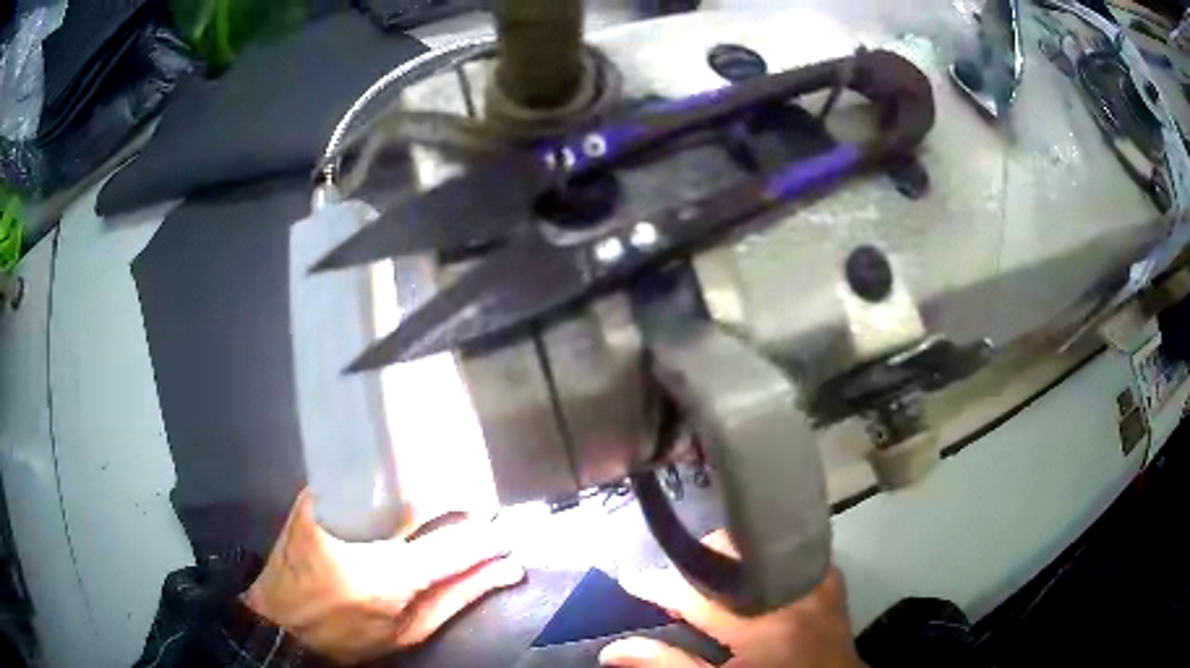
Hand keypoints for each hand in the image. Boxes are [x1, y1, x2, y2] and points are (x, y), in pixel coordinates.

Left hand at [243, 490, 524, 664]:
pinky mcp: (311, 495)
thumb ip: (457, 598)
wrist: (280, 621)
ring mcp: (329, 507)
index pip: (455, 545)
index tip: (506, 534)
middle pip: (423, 498)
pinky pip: (359, 477)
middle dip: (455, 502)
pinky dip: (384, 483)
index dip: (488, 537)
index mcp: (388, 577)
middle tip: (470, 513)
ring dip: (420, 489)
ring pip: (391, 481)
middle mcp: (360, 535)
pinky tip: (394, 491)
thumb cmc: (348, 637)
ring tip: (436, 503)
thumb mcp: (409, 632)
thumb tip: (506, 569)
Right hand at [599, 531, 863, 667]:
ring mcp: (817, 579)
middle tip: (676, 586)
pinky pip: (786, 552)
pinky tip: (750, 580)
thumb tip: (613, 649)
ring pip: (759, 544)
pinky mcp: (830, 576)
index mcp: (764, 626)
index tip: (630, 579)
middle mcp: (794, 592)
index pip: (696, 595)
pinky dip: (761, 561)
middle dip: (697, 562)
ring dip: (728, 559)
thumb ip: (669, 665)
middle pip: (733, 552)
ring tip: (710, 583)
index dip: (657, 585)